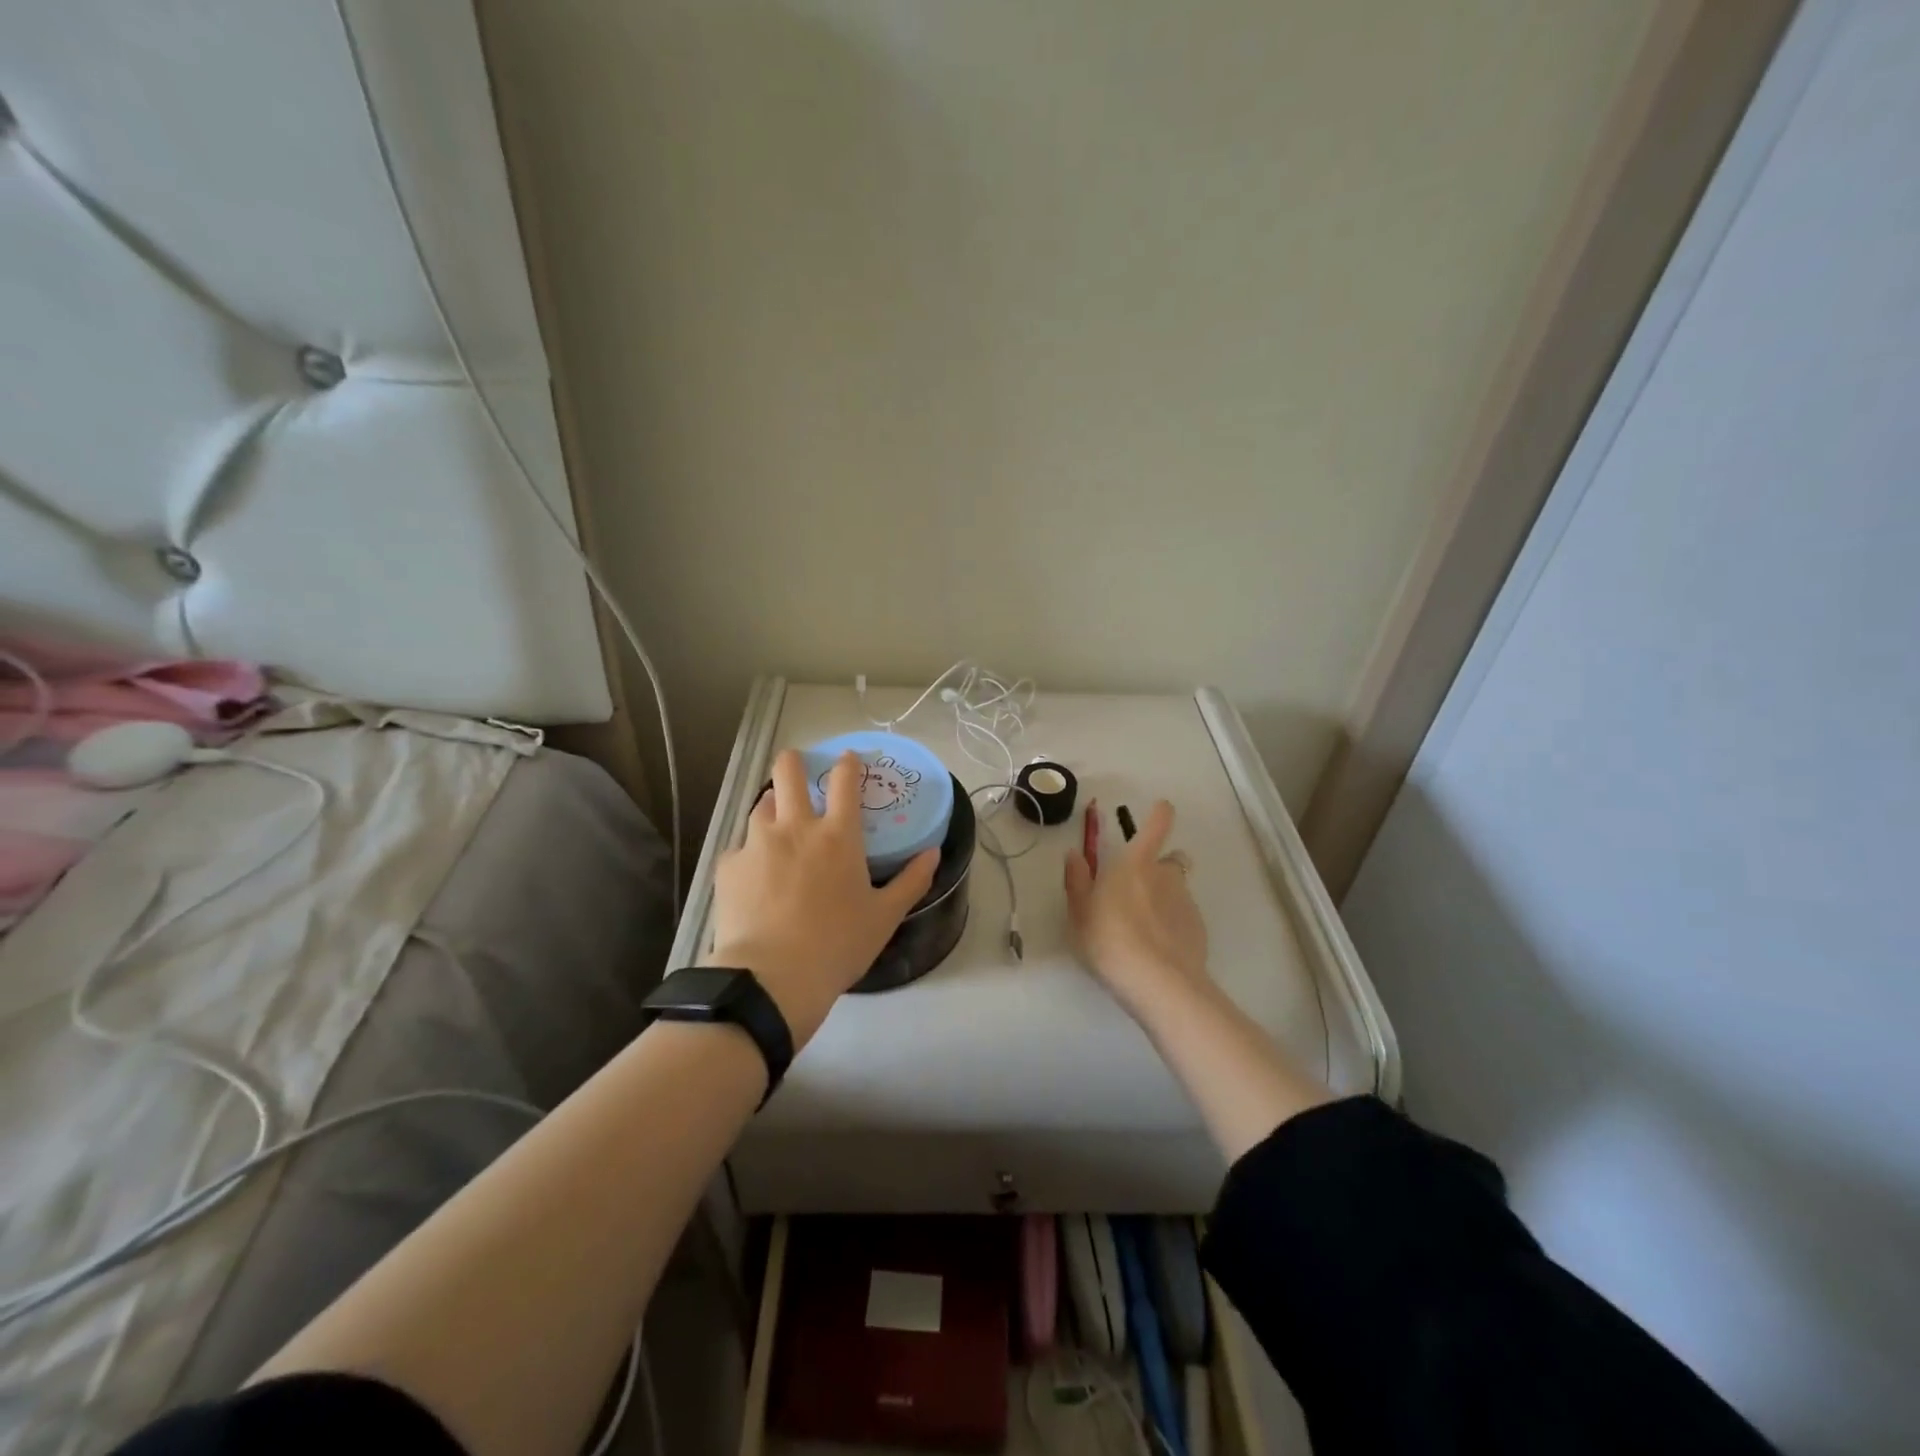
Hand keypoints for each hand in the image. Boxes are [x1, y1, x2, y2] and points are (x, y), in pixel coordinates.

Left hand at [707, 749, 938, 1047]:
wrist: (772, 978)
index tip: (847, 759)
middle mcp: (795, 827)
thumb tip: (933, 853)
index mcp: (838, 836)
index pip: (844, 781)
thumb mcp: (885, 916)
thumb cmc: (838, 945)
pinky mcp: (729, 865)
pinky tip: (754, 874)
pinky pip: (740, 847)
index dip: (847, 763)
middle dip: (794, 762)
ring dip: (772, 807)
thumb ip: (911, 880)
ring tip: (777, 825)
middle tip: (798, 769)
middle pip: (788, 771)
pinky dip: (750, 852)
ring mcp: (757, 843)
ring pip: (761, 804)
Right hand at [1064, 800, 1210, 1020]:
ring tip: (1146, 924)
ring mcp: (1186, 902)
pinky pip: (1184, 916)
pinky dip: (1173, 923)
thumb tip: (1075, 854)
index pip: (1156, 826)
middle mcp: (1166, 874)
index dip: (1160, 814)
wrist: (1158, 982)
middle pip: (1171, 859)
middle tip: (1138, 889)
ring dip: (1166, 896)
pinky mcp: (1198, 928)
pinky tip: (1158, 946)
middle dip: (1160, 866)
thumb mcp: (1080, 912)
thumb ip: (1077, 880)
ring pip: (1177, 889)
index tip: (1162, 807)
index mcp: (1135, 863)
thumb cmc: (1109, 940)